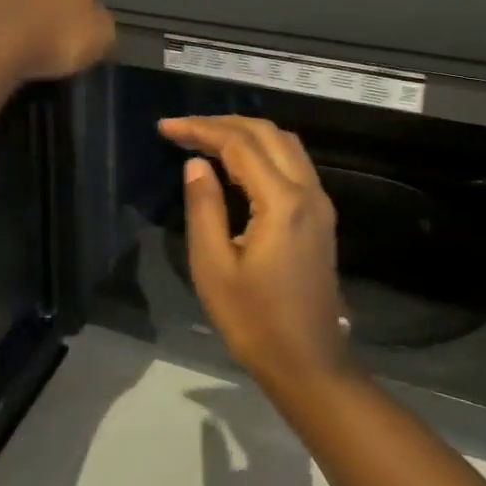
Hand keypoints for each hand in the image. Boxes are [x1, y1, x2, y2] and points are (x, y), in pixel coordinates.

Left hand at [0, 0, 115, 81]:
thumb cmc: (57, 37)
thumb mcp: (100, 37)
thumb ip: (103, 23)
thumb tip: (97, 18)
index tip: (98, 5)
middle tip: (68, 19)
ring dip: (32, 3)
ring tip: (37, 31)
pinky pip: (2, 7)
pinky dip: (8, 18)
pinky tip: (11, 39)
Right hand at [158, 115, 355, 396]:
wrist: (308, 362)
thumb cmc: (254, 321)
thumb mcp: (214, 268)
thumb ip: (203, 208)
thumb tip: (195, 165)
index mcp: (282, 203)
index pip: (239, 145)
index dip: (201, 130)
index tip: (166, 127)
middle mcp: (308, 192)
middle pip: (268, 133)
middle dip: (223, 123)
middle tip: (183, 128)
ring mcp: (319, 203)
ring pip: (285, 144)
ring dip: (246, 133)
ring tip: (205, 138)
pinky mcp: (320, 216)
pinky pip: (293, 164)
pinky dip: (262, 151)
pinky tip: (235, 164)